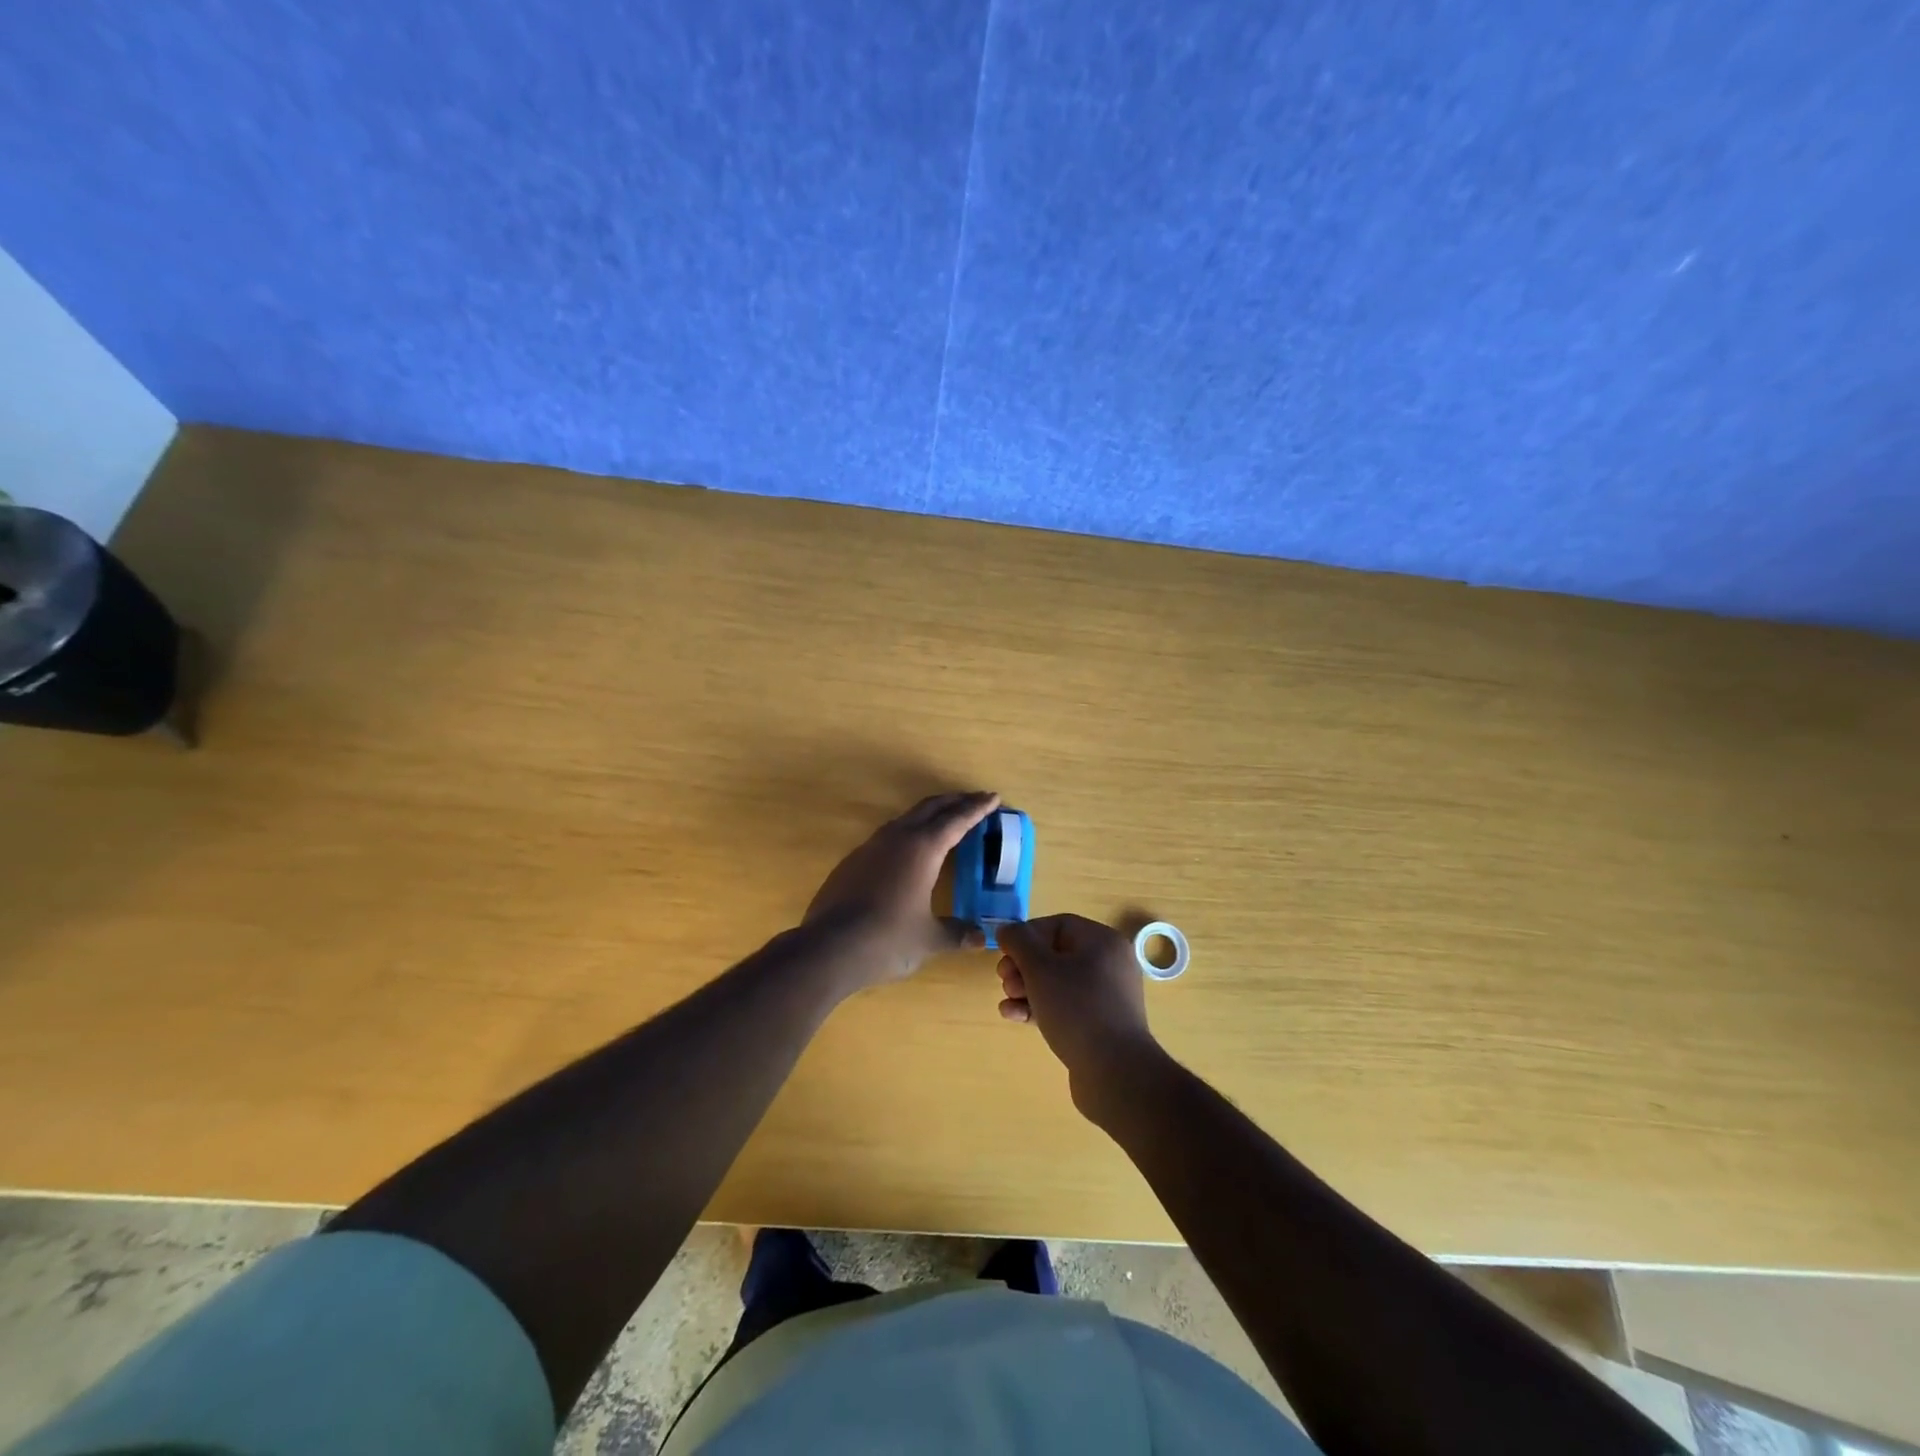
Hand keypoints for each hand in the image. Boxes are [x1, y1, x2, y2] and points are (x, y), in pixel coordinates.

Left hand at [804, 791, 999, 987]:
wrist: (828, 947)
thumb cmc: (887, 939)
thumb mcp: (929, 939)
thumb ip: (957, 934)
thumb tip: (982, 937)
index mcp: (922, 849)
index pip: (957, 820)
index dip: (977, 808)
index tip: (993, 797)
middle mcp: (896, 838)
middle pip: (930, 808)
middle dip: (954, 801)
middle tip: (974, 799)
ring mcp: (870, 847)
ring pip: (905, 819)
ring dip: (928, 814)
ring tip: (944, 820)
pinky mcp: (852, 862)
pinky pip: (887, 836)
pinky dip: (907, 833)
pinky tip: (907, 851)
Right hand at [997, 914, 1161, 1118]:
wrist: (1114, 1073)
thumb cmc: (1077, 1009)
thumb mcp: (1040, 969)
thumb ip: (1019, 942)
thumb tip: (1008, 930)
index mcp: (1103, 942)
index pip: (1058, 925)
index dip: (1027, 936)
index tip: (1004, 953)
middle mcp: (1109, 965)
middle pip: (1056, 954)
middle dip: (1023, 966)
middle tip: (1004, 980)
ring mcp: (1106, 997)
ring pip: (1057, 983)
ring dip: (1026, 989)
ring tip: (1007, 1002)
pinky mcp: (1100, 1025)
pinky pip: (1065, 1007)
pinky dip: (1039, 1008)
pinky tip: (1015, 1017)